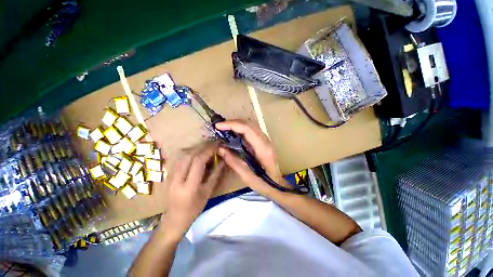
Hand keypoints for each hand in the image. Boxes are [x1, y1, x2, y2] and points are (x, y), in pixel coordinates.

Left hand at [160, 143, 224, 239]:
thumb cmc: (194, 208)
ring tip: (206, 148)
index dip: (208, 151)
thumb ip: (215, 174)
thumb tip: (222, 160)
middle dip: (203, 147)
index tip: (217, 146)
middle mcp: (177, 178)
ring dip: (196, 149)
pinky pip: (180, 158)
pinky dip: (190, 153)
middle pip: (189, 155)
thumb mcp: (208, 192)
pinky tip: (196, 153)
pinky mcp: (169, 174)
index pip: (198, 162)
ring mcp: (170, 175)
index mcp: (189, 186)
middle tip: (213, 145)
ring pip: (183, 155)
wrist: (174, 219)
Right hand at [215, 120, 286, 196]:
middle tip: (219, 127)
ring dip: (237, 124)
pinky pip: (251, 130)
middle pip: (249, 124)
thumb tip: (220, 149)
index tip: (219, 126)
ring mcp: (266, 140)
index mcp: (263, 149)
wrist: (278, 185)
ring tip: (224, 128)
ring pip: (251, 125)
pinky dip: (241, 129)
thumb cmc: (265, 184)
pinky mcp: (263, 142)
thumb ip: (234, 162)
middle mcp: (266, 141)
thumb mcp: (247, 177)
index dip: (232, 125)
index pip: (248, 130)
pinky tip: (233, 133)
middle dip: (233, 123)